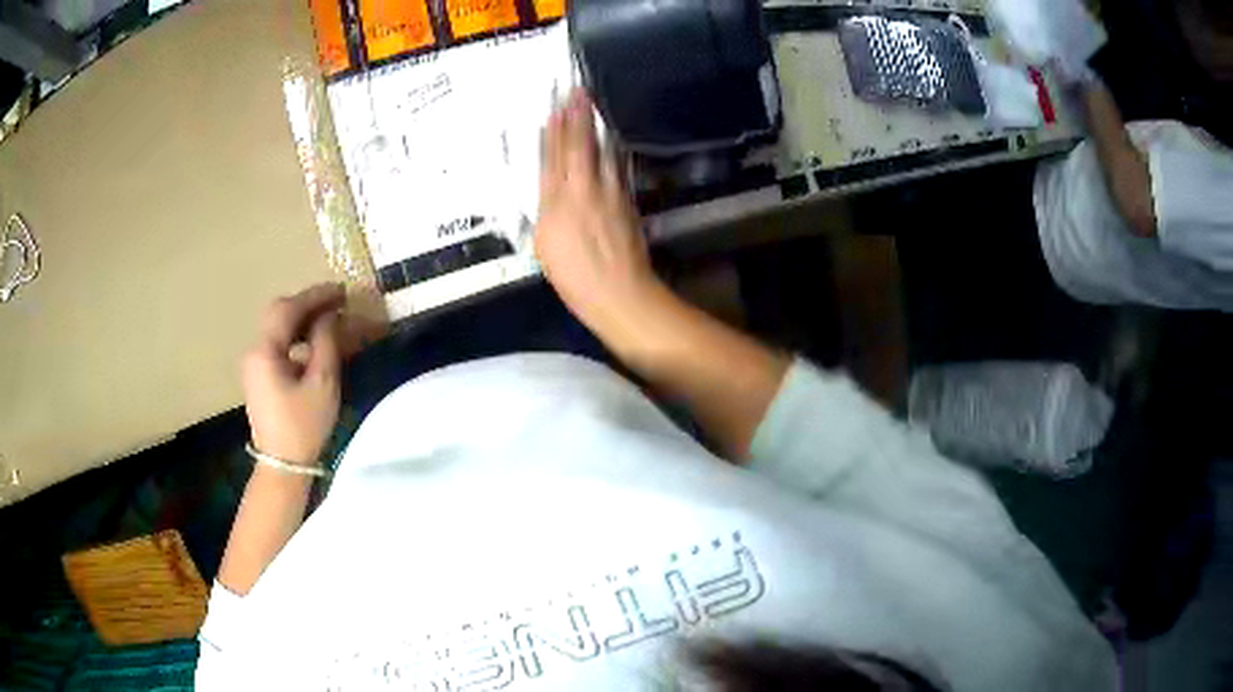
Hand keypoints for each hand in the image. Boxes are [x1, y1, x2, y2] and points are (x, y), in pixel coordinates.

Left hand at [242, 283, 346, 465]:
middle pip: (278, 313)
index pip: (289, 309)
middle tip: (336, 303)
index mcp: (265, 350)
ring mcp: (254, 364)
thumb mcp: (322, 384)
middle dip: (307, 303)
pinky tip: (313, 343)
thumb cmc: (304, 426)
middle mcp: (254, 351)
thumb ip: (326, 342)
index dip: (316, 295)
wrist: (282, 465)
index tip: (342, 290)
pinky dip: (296, 335)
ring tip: (329, 320)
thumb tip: (329, 315)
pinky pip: (277, 344)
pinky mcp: (259, 376)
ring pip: (277, 328)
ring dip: (302, 319)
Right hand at [535, 89, 664, 349]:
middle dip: (576, 116)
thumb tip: (552, 190)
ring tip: (591, 105)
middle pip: (578, 146)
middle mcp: (584, 190)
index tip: (555, 107)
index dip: (554, 131)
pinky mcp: (628, 202)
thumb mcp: (545, 245)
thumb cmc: (574, 277)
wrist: (620, 293)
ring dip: (595, 127)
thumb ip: (547, 211)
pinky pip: (617, 167)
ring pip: (601, 152)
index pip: (553, 158)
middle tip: (576, 90)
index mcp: (557, 201)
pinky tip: (611, 141)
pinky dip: (611, 150)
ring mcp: (610, 193)